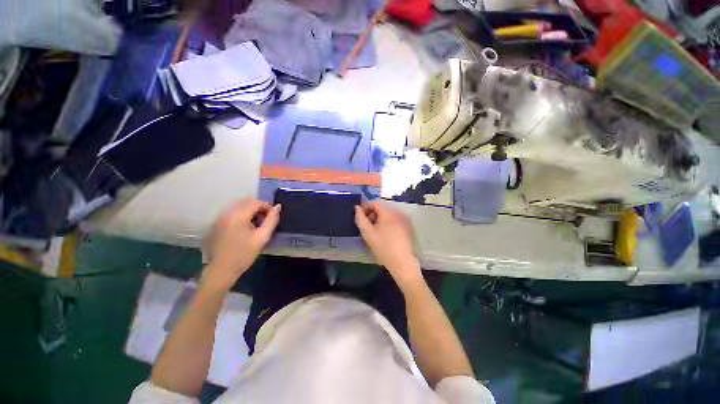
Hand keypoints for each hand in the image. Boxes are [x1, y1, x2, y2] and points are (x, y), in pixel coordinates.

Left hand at [202, 199, 280, 290]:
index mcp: (239, 216)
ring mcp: (220, 218)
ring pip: (239, 207)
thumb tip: (278, 207)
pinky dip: (241, 216)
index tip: (272, 218)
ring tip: (256, 226)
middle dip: (259, 208)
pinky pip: (232, 213)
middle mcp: (227, 213)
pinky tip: (244, 229)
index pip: (256, 202)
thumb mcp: (262, 237)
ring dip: (250, 212)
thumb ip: (272, 220)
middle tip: (265, 221)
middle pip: (247, 202)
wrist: (221, 270)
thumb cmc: (244, 254)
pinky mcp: (216, 224)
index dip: (267, 207)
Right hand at [355, 202, 421, 285]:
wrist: (402, 263)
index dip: (365, 207)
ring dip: (379, 219)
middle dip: (372, 214)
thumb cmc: (383, 247)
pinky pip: (394, 220)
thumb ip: (360, 218)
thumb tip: (357, 207)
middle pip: (382, 208)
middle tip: (366, 226)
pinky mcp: (407, 227)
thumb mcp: (368, 233)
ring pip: (388, 214)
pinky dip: (387, 223)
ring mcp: (404, 220)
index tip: (360, 216)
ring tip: (374, 231)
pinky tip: (384, 234)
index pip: (375, 203)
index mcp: (388, 213)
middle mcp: (398, 213)